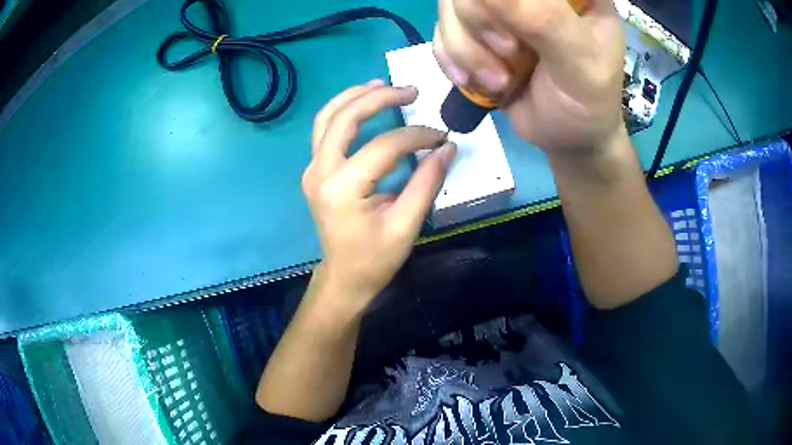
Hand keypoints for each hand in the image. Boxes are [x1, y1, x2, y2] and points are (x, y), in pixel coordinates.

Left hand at [302, 80, 455, 316]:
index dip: (417, 136)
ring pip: (327, 118)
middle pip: (346, 118)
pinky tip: (362, 102)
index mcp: (343, 188)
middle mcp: (320, 172)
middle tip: (410, 91)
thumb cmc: (375, 259)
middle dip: (380, 98)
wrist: (343, 277)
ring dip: (354, 96)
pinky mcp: (314, 170)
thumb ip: (427, 182)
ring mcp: (312, 169)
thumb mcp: (406, 225)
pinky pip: (324, 130)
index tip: (442, 137)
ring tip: (383, 84)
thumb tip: (448, 147)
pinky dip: (342, 111)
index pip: (385, 146)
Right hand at [433, 0, 625, 158]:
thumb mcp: (578, 62)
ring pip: (452, 5)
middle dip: (481, 23)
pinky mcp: (476, 28)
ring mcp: (500, 6)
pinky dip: (453, 59)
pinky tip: (477, 81)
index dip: (499, 2)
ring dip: (467, 48)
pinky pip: (442, 30)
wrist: (567, 136)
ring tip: (499, 81)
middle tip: (509, 54)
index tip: (510, 30)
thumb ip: (542, 19)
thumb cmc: (586, 101)